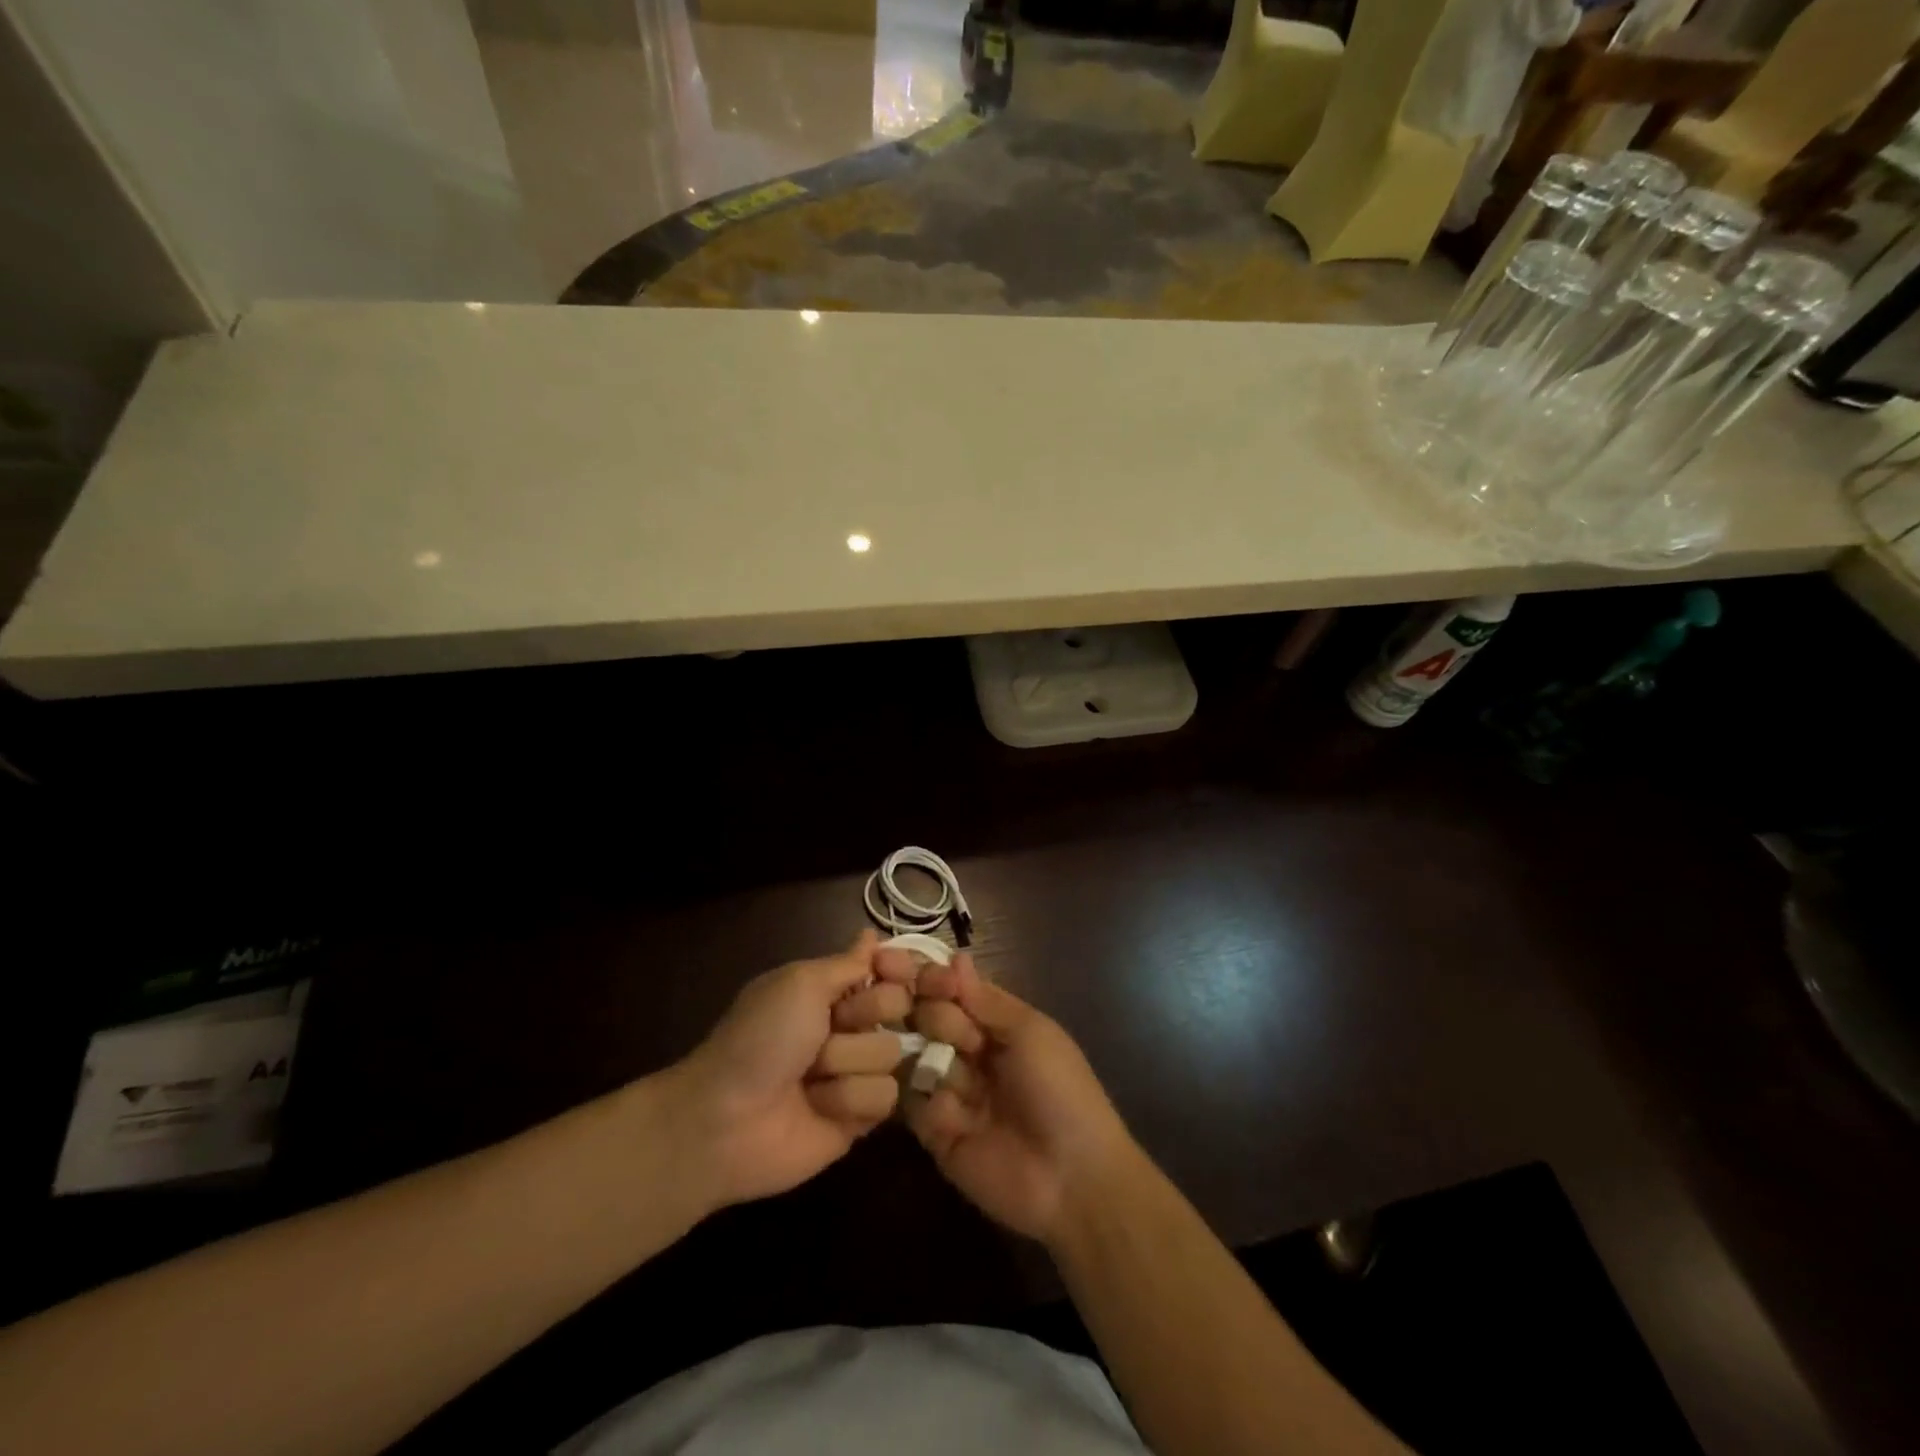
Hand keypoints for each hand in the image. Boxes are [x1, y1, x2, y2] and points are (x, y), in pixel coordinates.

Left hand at [672, 929, 916, 1207]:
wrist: (727, 1118)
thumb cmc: (761, 1037)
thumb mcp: (800, 982)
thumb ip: (847, 963)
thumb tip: (870, 935)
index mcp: (831, 990)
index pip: (889, 968)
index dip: (894, 969)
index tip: (886, 969)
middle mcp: (849, 1026)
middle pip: (898, 1007)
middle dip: (863, 1017)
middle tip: (828, 1028)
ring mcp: (856, 1072)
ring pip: (891, 1054)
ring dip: (847, 1063)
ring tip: (810, 1077)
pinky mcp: (860, 1118)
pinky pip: (885, 1097)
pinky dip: (848, 1099)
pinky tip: (818, 1107)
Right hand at [901, 951, 1136, 1246]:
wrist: (1073, 1177)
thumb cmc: (1059, 1090)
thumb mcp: (1030, 1032)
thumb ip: (986, 1000)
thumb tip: (955, 957)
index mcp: (999, 1028)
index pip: (956, 993)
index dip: (938, 982)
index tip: (926, 977)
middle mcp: (972, 1055)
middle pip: (932, 1021)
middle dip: (936, 1018)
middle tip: (958, 1036)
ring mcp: (953, 1094)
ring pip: (919, 1060)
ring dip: (930, 1059)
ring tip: (950, 1073)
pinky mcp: (938, 1136)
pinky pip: (916, 1108)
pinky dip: (929, 1105)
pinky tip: (953, 1113)